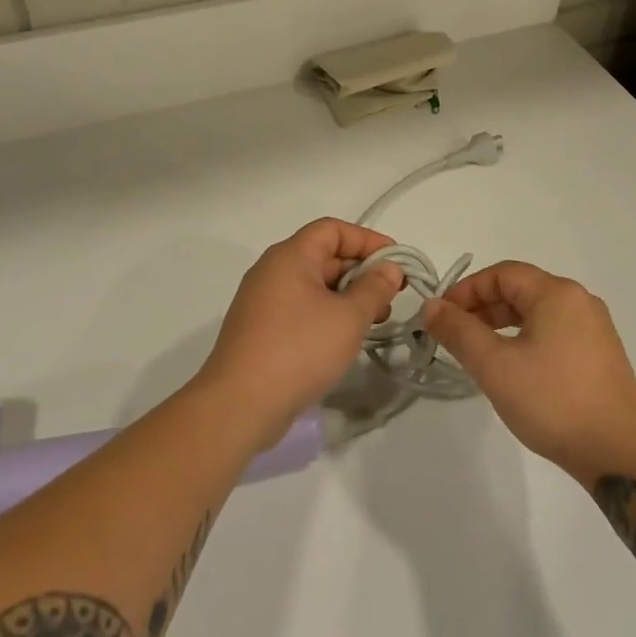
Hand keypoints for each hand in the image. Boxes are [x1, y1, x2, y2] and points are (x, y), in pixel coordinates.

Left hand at [197, 219, 404, 446]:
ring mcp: (263, 302)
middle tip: (392, 296)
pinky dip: (328, 315)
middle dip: (362, 272)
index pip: (333, 230)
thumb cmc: (298, 350)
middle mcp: (273, 271)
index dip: (367, 240)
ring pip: (314, 286)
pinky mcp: (260, 331)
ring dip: (348, 297)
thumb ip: (374, 288)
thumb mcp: (348, 317)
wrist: (238, 406)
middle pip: (324, 256)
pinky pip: (301, 309)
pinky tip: (346, 339)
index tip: (396, 261)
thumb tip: (389, 268)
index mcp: (290, 256)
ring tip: (375, 321)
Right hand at [421, 261, 635, 479]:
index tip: (441, 317)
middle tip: (454, 336)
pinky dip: (526, 339)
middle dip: (482, 308)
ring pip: (537, 313)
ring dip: (502, 325)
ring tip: (478, 354)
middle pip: (521, 290)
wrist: (620, 454)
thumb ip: (459, 331)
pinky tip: (514, 369)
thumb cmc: (553, 401)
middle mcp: (579, 300)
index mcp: (557, 293)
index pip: (502, 274)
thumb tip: (431, 306)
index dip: (467, 290)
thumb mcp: (495, 366)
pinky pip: (554, 332)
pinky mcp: (601, 354)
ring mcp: (594, 328)